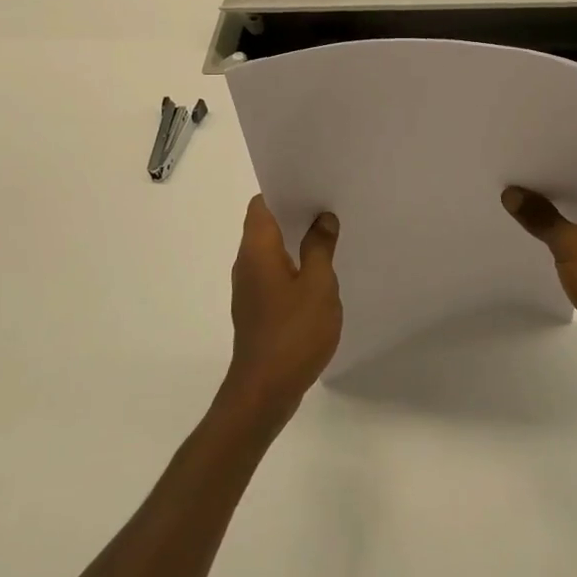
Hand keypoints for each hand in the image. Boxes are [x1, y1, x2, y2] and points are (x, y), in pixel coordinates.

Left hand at [225, 196, 342, 425]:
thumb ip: (320, 248)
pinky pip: (274, 274)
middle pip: (265, 225)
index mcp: (256, 250)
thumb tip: (322, 218)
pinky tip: (319, 275)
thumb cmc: (293, 333)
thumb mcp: (318, 285)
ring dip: (296, 241)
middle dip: (295, 213)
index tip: (312, 186)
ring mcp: (249, 288)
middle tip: (329, 207)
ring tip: (329, 236)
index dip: (284, 190)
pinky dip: (294, 266)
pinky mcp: (257, 309)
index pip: (261, 204)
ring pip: (271, 251)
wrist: (264, 390)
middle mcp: (246, 263)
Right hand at [502, 163, 576, 374]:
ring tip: (516, 199)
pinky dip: (563, 231)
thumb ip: (540, 217)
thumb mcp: (570, 246)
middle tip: (512, 173)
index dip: (556, 157)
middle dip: (550, 183)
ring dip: (555, 209)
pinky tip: (536, 233)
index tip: (523, 152)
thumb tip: (512, 193)